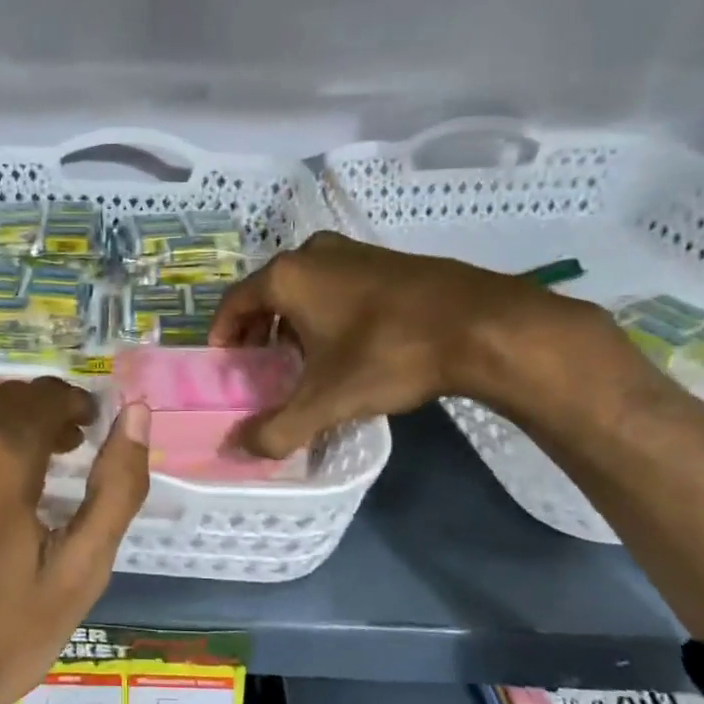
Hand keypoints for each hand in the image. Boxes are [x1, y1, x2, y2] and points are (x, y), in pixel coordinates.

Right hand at [209, 232, 593, 457]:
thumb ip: (277, 429)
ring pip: (304, 288)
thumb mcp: (327, 400)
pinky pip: (336, 284)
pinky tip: (345, 343)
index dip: (222, 335)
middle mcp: (312, 254)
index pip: (233, 304)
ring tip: (300, 359)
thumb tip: (238, 451)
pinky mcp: (385, 259)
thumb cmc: (388, 353)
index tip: (223, 365)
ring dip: (292, 321)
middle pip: (267, 293)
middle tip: (259, 367)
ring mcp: (352, 252)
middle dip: (258, 330)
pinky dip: (326, 310)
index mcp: (286, 277)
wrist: (481, 325)